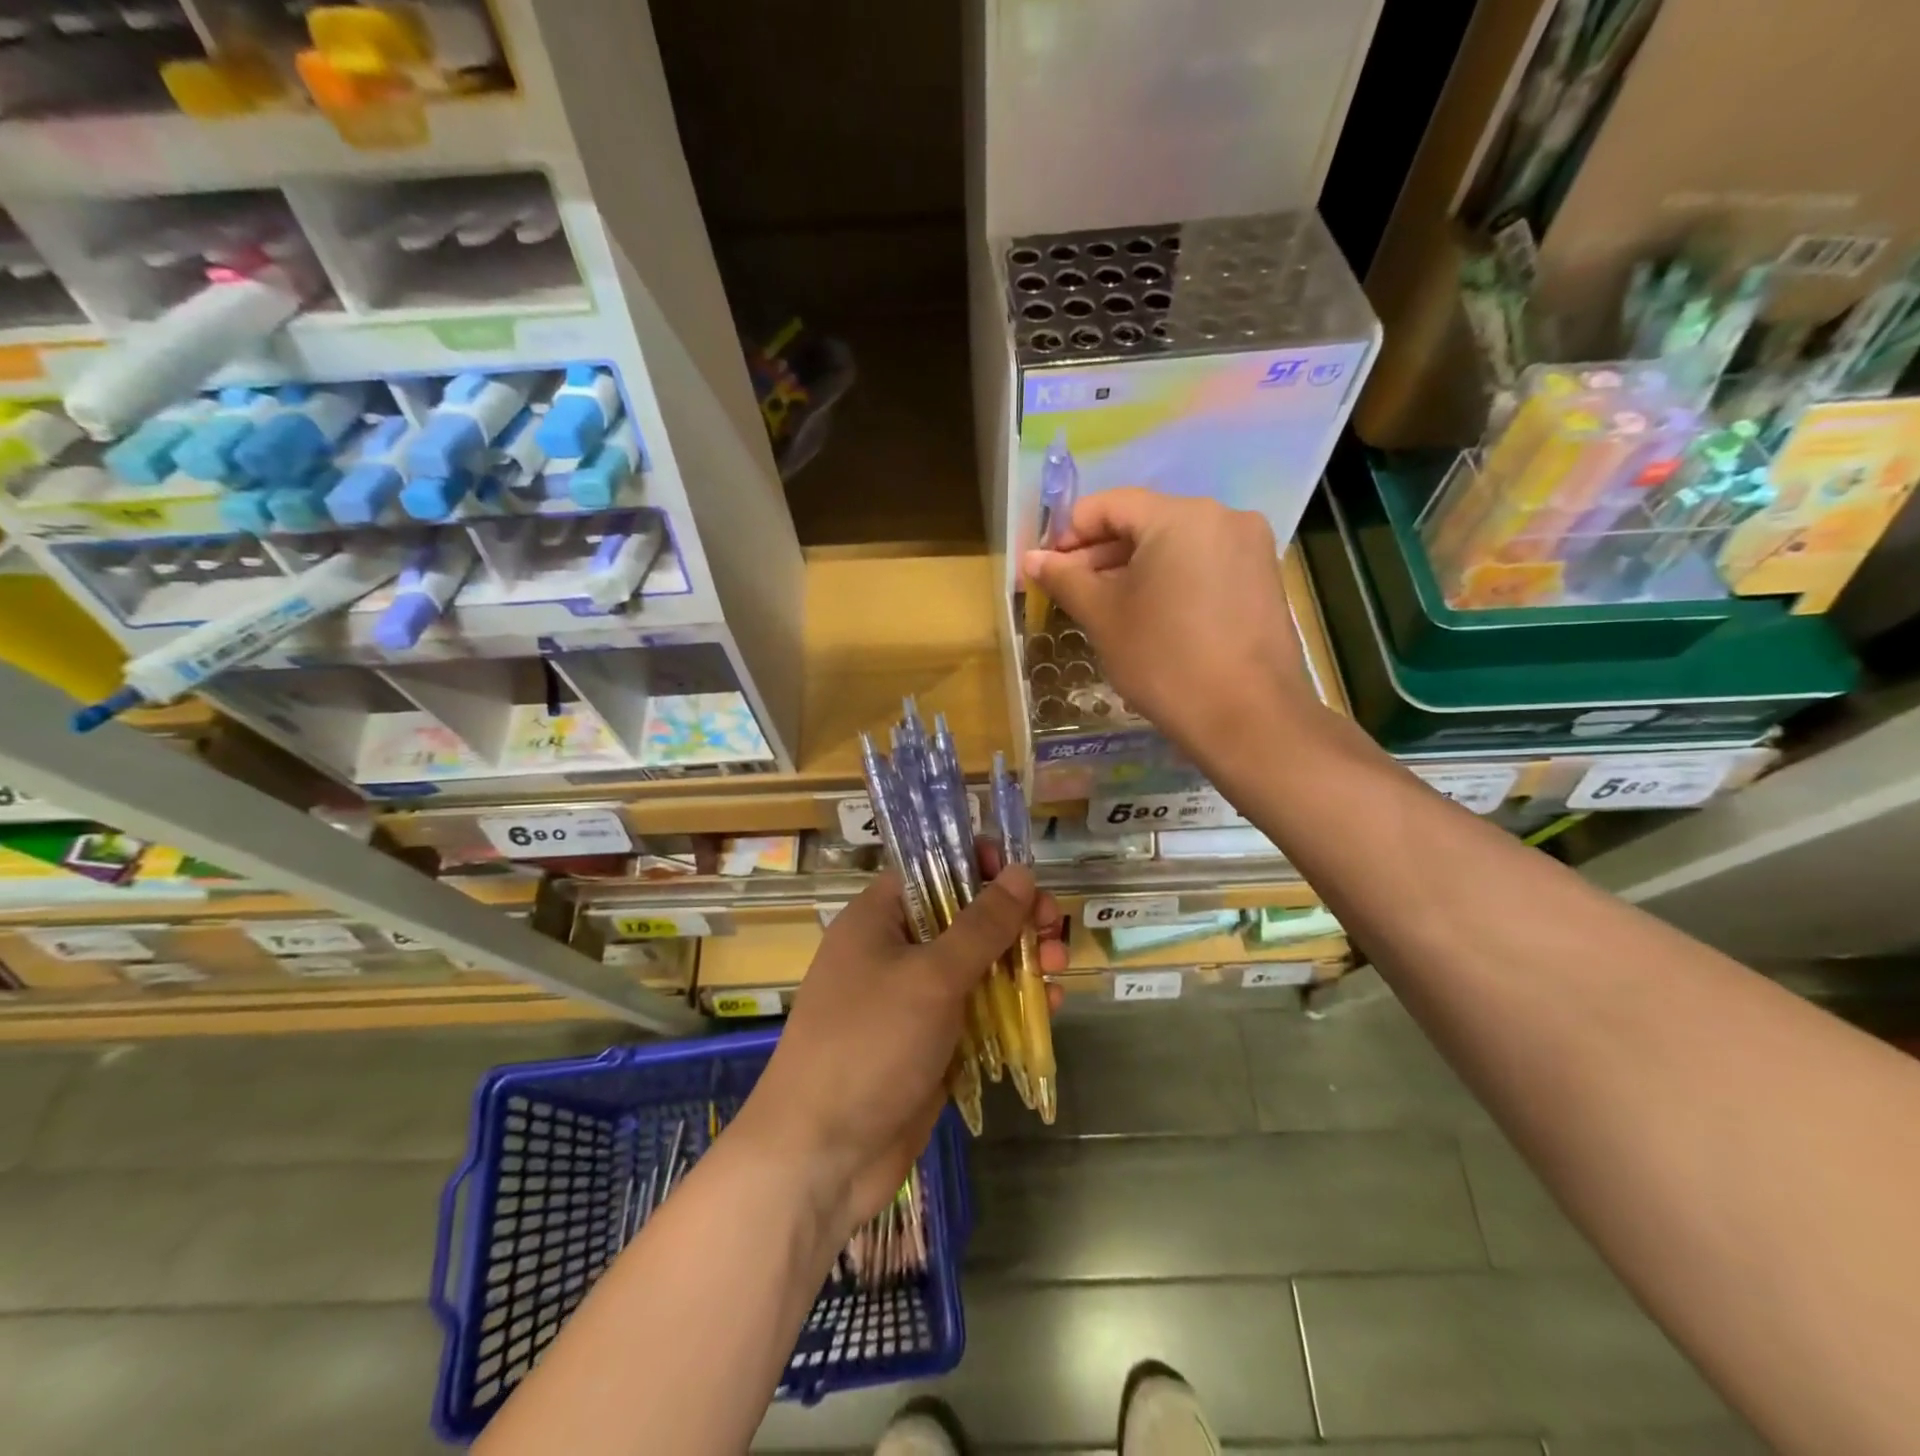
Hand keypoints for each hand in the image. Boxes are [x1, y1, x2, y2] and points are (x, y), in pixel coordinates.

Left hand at [735, 859, 1065, 1235]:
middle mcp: (894, 951)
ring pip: (975, 966)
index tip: (1021, 874)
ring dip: (1018, 962)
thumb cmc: (870, 1044)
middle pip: (962, 918)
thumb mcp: (931, 976)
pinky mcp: (930, 1044)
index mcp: (878, 919)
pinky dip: (1009, 1006)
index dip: (977, 865)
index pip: (932, 870)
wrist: (821, 1156)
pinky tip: (1047, 1006)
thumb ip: (981, 925)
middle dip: (1011, 919)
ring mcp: (912, 1001)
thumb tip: (1019, 873)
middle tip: (1052, 926)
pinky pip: (976, 1012)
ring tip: (1057, 965)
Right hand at [1026, 488, 1321, 762]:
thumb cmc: (1164, 660)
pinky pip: (1203, 566)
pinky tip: (1151, 618)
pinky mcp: (1263, 580)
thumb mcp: (1104, 617)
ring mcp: (1250, 548)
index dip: (1070, 533)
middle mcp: (1222, 517)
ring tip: (1106, 609)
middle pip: (1145, 522)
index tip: (1047, 568)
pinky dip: (1170, 582)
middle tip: (1070, 593)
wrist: (1248, 718)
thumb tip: (1032, 558)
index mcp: (1180, 516)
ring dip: (1134, 570)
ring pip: (1175, 546)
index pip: (1110, 505)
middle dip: (1101, 555)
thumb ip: (1065, 579)